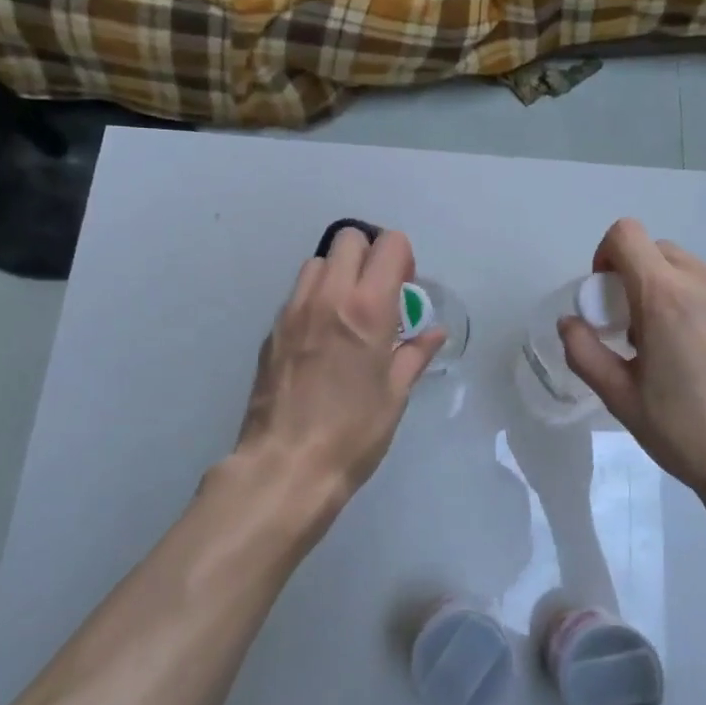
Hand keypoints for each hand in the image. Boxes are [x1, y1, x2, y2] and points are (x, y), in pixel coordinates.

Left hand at [228, 226, 443, 534]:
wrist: (286, 466)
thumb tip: (433, 333)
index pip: (389, 244)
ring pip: (318, 261)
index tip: (405, 288)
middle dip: (370, 255)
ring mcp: (294, 310)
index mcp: (367, 308)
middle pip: (349, 238)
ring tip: (348, 312)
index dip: (403, 258)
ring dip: (339, 273)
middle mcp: (328, 296)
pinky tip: (322, 338)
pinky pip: (298, 293)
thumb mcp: (394, 395)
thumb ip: (414, 355)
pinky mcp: (272, 330)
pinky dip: (316, 298)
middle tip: (379, 293)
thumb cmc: (352, 433)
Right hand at [558, 219, 705, 561]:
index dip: (608, 254)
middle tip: (644, 331)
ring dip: (684, 298)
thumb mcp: (621, 400)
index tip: (609, 295)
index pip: (627, 234)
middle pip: (665, 252)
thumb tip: (571, 323)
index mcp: (666, 299)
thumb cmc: (688, 436)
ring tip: (690, 354)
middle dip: (644, 278)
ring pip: (705, 277)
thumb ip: (585, 353)